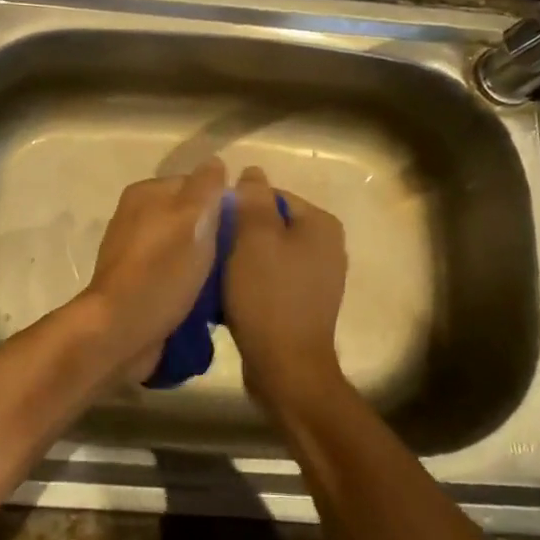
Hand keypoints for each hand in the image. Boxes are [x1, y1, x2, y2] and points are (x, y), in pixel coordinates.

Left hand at [83, 160, 227, 381]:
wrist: (122, 330)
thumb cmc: (161, 269)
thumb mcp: (192, 218)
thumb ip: (206, 187)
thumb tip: (215, 162)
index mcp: (146, 194)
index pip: (196, 185)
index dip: (224, 203)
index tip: (247, 228)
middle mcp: (136, 218)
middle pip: (190, 218)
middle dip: (216, 236)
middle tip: (242, 257)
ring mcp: (135, 254)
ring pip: (185, 249)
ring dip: (206, 264)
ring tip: (232, 281)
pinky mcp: (138, 286)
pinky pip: (175, 276)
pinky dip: (192, 285)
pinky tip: (211, 301)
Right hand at [224, 166, 348, 419]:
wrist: (286, 368)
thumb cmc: (268, 296)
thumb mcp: (254, 238)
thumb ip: (253, 199)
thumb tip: (253, 172)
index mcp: (321, 224)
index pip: (271, 196)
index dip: (237, 206)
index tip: (211, 226)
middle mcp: (327, 246)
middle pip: (270, 224)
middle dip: (239, 233)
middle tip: (211, 249)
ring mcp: (319, 277)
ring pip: (269, 252)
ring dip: (242, 259)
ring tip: (216, 272)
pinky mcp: (305, 303)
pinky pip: (272, 278)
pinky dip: (252, 281)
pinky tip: (231, 294)